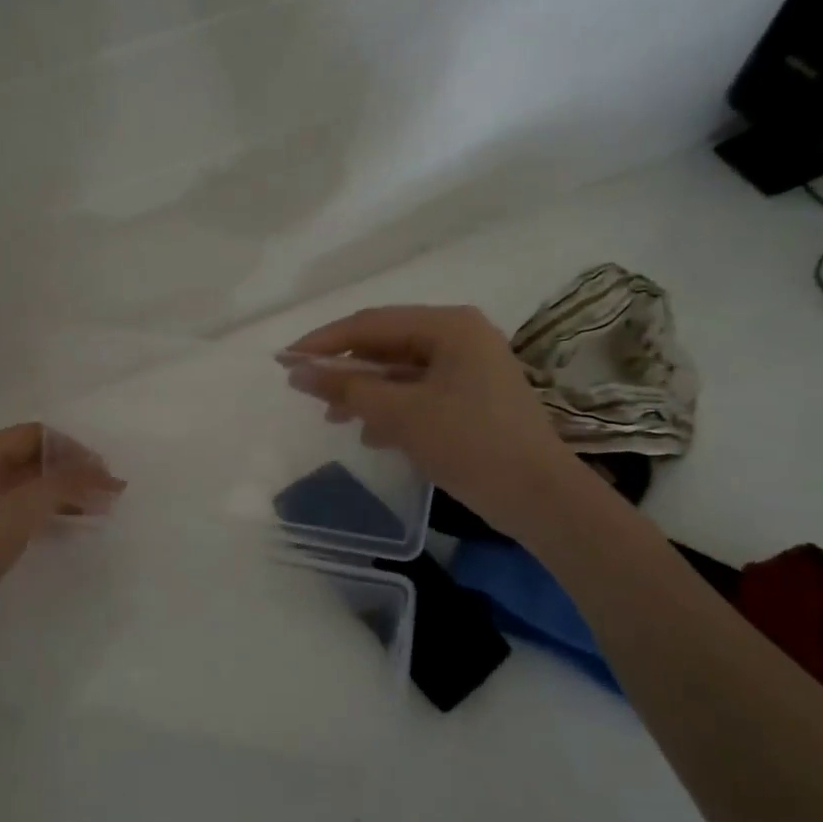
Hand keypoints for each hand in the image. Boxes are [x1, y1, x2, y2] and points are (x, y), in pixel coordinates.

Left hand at [0, 423, 122, 635]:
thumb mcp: (19, 511)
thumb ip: (62, 484)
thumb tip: (103, 471)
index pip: (35, 435)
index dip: (72, 448)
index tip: (102, 473)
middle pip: (33, 459)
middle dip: (73, 472)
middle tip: (107, 495)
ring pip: (30, 487)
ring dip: (65, 494)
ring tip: (97, 512)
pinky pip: (21, 511)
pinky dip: (48, 514)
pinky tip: (67, 529)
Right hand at [283, 305, 575, 515]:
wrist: (538, 497)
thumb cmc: (470, 443)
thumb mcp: (401, 414)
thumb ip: (347, 389)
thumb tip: (297, 371)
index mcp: (449, 325)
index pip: (371, 324)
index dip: (323, 342)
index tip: (284, 360)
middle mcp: (460, 336)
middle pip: (386, 344)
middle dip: (346, 370)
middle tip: (307, 391)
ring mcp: (469, 368)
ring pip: (400, 372)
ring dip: (366, 393)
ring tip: (335, 419)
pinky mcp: (471, 398)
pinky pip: (419, 393)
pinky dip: (392, 409)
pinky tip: (372, 436)